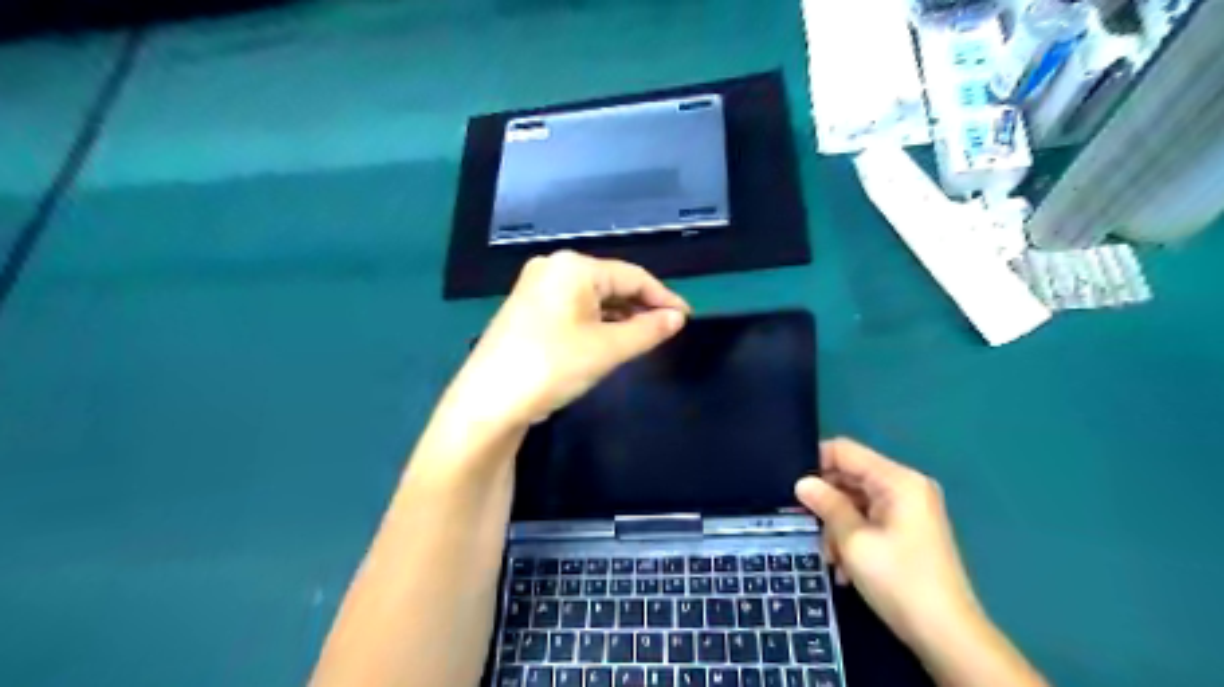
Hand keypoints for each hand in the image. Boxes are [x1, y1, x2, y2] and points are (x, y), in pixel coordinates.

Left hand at [443, 252, 686, 431]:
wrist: (488, 403)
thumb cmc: (552, 366)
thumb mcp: (607, 349)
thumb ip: (647, 330)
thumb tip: (677, 318)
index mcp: (572, 267)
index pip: (632, 275)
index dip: (663, 297)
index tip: (686, 318)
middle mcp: (552, 268)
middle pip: (610, 283)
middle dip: (640, 306)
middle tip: (668, 330)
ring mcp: (536, 288)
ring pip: (591, 298)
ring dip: (619, 316)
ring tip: (645, 337)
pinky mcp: (527, 310)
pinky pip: (573, 309)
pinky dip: (596, 322)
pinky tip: (611, 339)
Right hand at [794, 440, 982, 648]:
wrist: (947, 636)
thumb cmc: (899, 580)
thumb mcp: (853, 541)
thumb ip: (826, 505)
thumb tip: (801, 483)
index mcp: (897, 480)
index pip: (845, 451)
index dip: (815, 463)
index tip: (792, 488)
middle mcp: (905, 487)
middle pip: (850, 477)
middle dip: (827, 502)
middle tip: (807, 527)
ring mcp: (908, 510)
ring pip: (856, 502)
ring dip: (837, 526)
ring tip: (830, 558)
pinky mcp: (907, 531)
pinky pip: (869, 520)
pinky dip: (853, 537)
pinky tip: (845, 567)